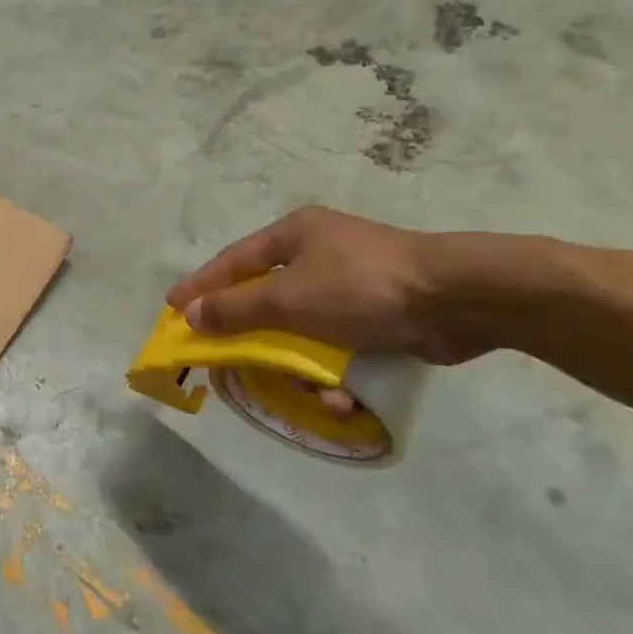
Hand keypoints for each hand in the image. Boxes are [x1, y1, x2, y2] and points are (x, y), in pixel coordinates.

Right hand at [166, 206, 486, 364]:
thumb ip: (235, 308)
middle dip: (252, 333)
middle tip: (224, 356)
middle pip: (267, 297)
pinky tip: (342, 398)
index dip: (201, 285)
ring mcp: (352, 284)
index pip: (233, 261)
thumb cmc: (361, 287)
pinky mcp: (381, 314)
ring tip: (302, 390)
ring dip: (301, 363)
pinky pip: (341, 344)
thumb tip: (190, 315)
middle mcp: (319, 254)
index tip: (172, 308)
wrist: (460, 299)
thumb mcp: (288, 298)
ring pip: (304, 327)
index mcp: (294, 235)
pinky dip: (337, 371)